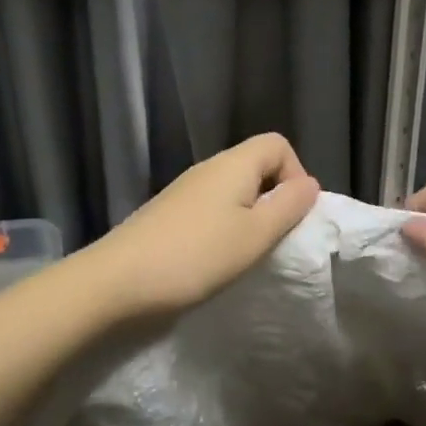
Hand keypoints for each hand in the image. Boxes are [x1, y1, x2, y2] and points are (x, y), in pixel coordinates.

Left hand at [79, 134, 320, 322]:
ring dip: (248, 216)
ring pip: (232, 190)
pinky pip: (210, 209)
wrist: (117, 280)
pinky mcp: (168, 214)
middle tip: (274, 239)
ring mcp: (184, 191)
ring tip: (246, 253)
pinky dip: (223, 227)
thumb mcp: (254, 235)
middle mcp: (207, 169)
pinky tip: (215, 258)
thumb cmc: (196, 256)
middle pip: (255, 166)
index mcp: (233, 165)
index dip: (295, 173)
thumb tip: (309, 184)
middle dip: (274, 198)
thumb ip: (288, 207)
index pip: (277, 144)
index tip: (292, 214)